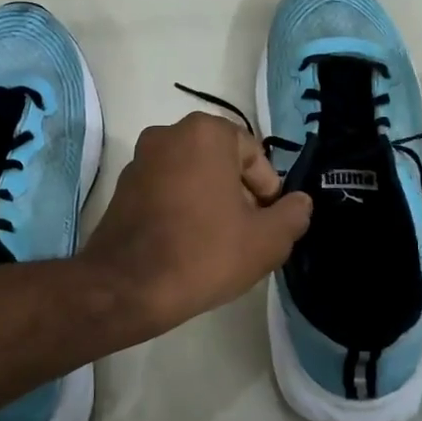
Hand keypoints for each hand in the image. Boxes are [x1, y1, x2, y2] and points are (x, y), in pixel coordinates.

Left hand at [82, 113, 313, 335]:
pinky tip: (187, 245)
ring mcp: (139, 159)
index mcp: (206, 133)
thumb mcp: (267, 240)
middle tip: (246, 235)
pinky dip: (182, 209)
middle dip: (239, 196)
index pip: (254, 156)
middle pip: (222, 164)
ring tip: (217, 244)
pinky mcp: (122, 187)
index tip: (266, 225)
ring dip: (211, 203)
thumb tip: (299, 203)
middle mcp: (168, 133)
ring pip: (193, 177)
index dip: (268, 193)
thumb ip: (293, 215)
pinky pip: (166, 191)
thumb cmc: (204, 253)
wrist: (128, 287)